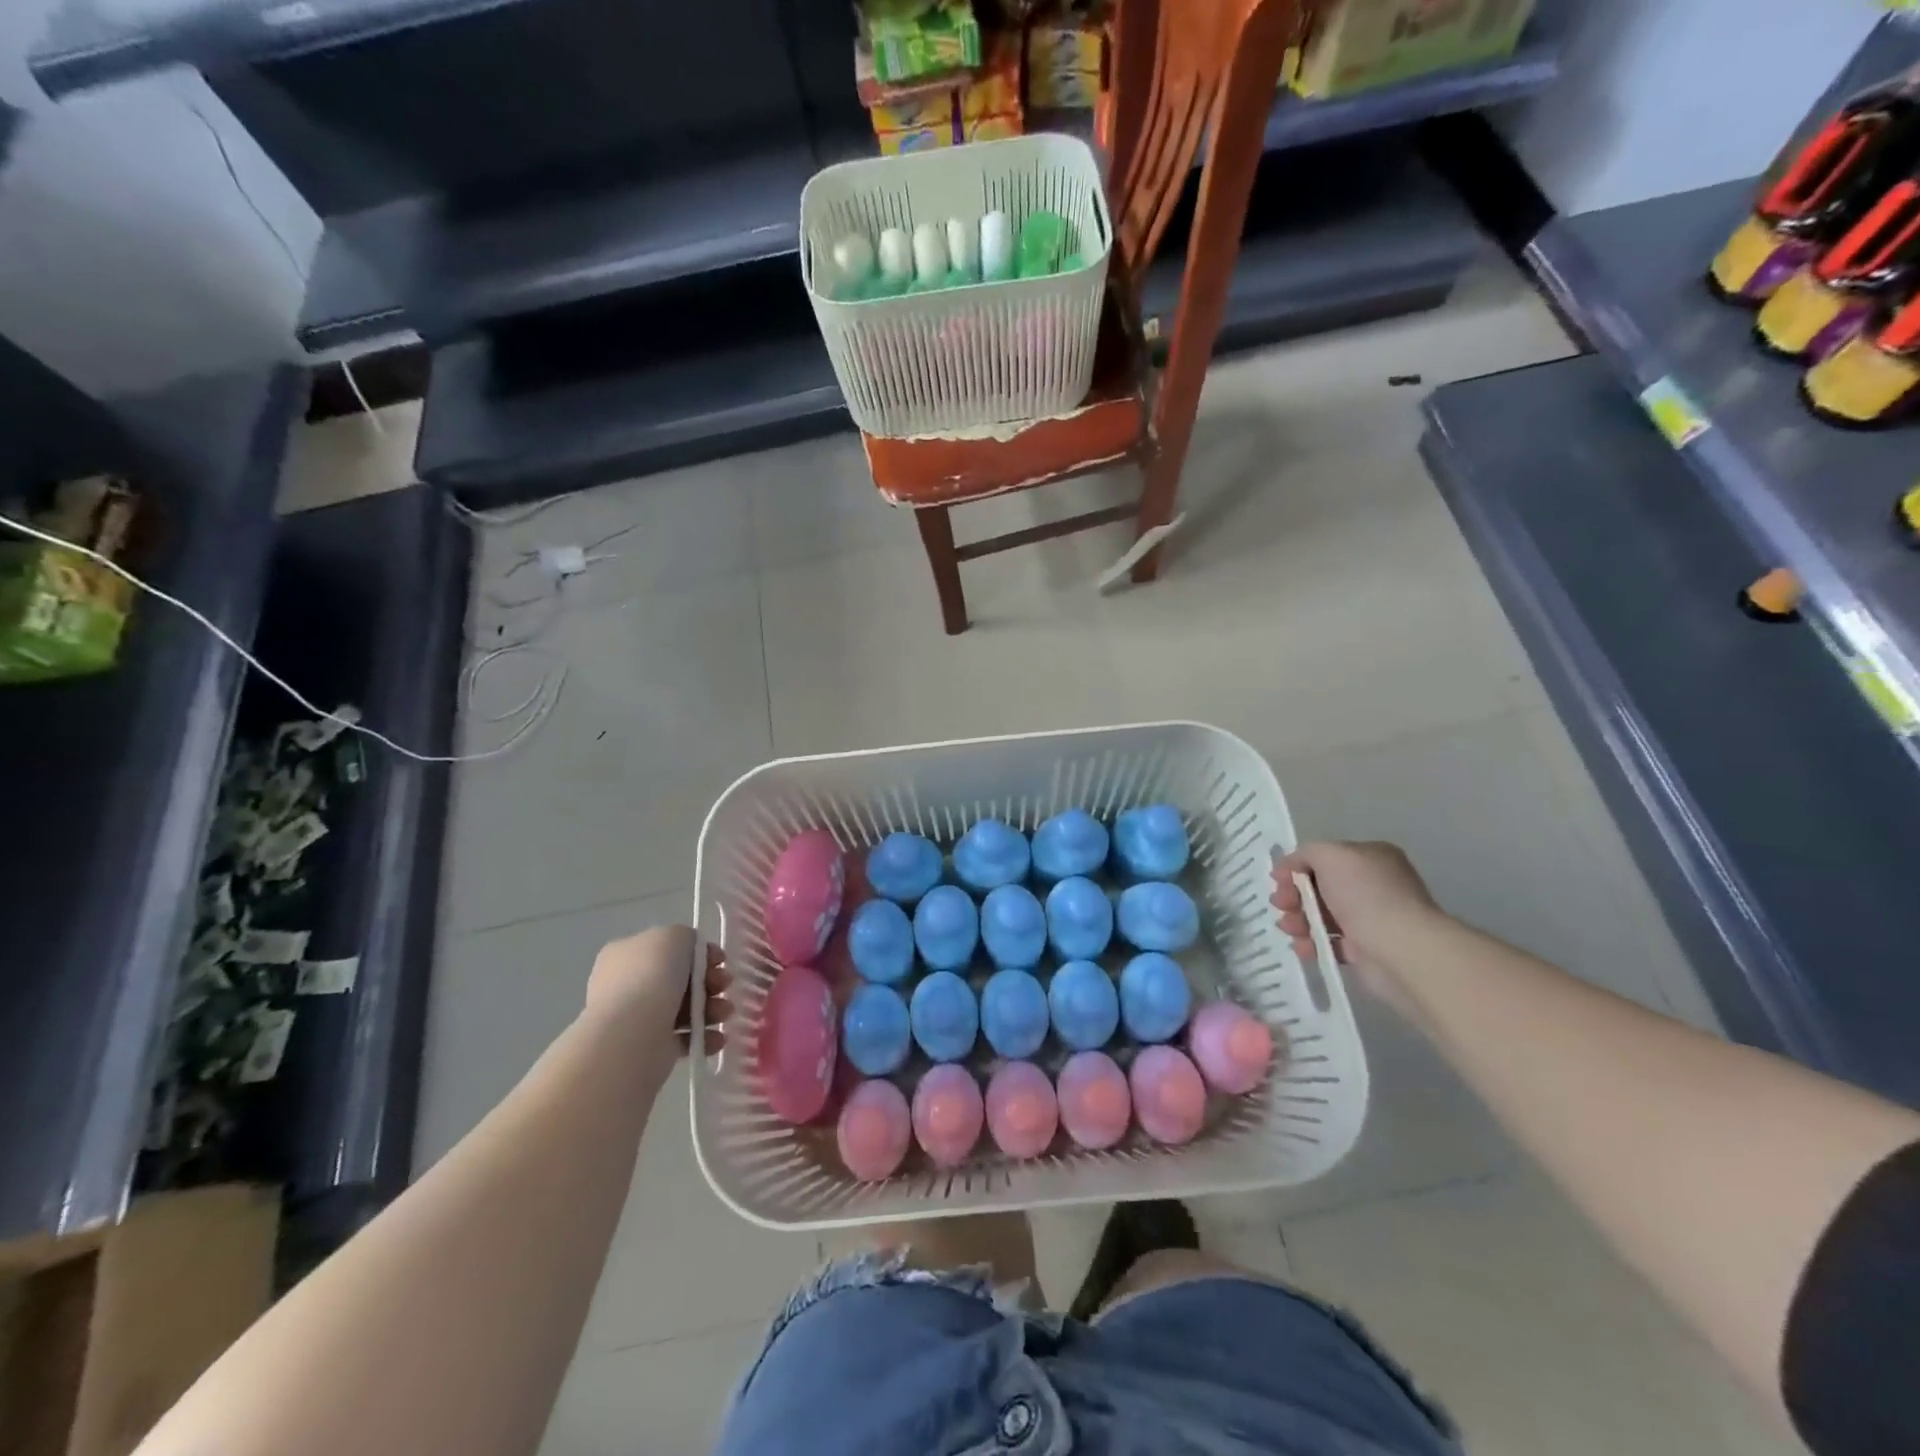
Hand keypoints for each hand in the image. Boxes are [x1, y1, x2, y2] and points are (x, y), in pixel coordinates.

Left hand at [585, 925, 730, 1058]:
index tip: (720, 960)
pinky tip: (717, 1037)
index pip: (669, 948)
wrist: (629, 1036)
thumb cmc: (651, 977)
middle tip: (725, 985)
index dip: (699, 952)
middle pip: (680, 979)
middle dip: (709, 981)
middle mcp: (628, 984)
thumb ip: (687, 938)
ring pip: (685, 1008)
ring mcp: (638, 1018)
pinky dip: (704, 1035)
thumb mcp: (674, 936)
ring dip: (712, 1008)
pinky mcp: (650, 1048)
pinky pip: (684, 1037)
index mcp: (627, 954)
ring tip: (725, 1013)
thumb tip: (694, 956)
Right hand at [1270, 840, 1440, 989]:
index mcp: (1370, 857)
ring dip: (1298, 920)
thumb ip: (1305, 853)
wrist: (1401, 948)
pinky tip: (1302, 947)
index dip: (1297, 867)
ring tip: (1290, 929)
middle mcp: (1372, 885)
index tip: (1278, 880)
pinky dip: (1311, 944)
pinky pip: (1330, 943)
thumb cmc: (1365, 894)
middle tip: (1281, 905)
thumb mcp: (1330, 855)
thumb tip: (1288, 867)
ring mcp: (1370, 919)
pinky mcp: (1365, 950)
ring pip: (1322, 916)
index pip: (1326, 857)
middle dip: (1294, 895)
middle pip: (1320, 887)